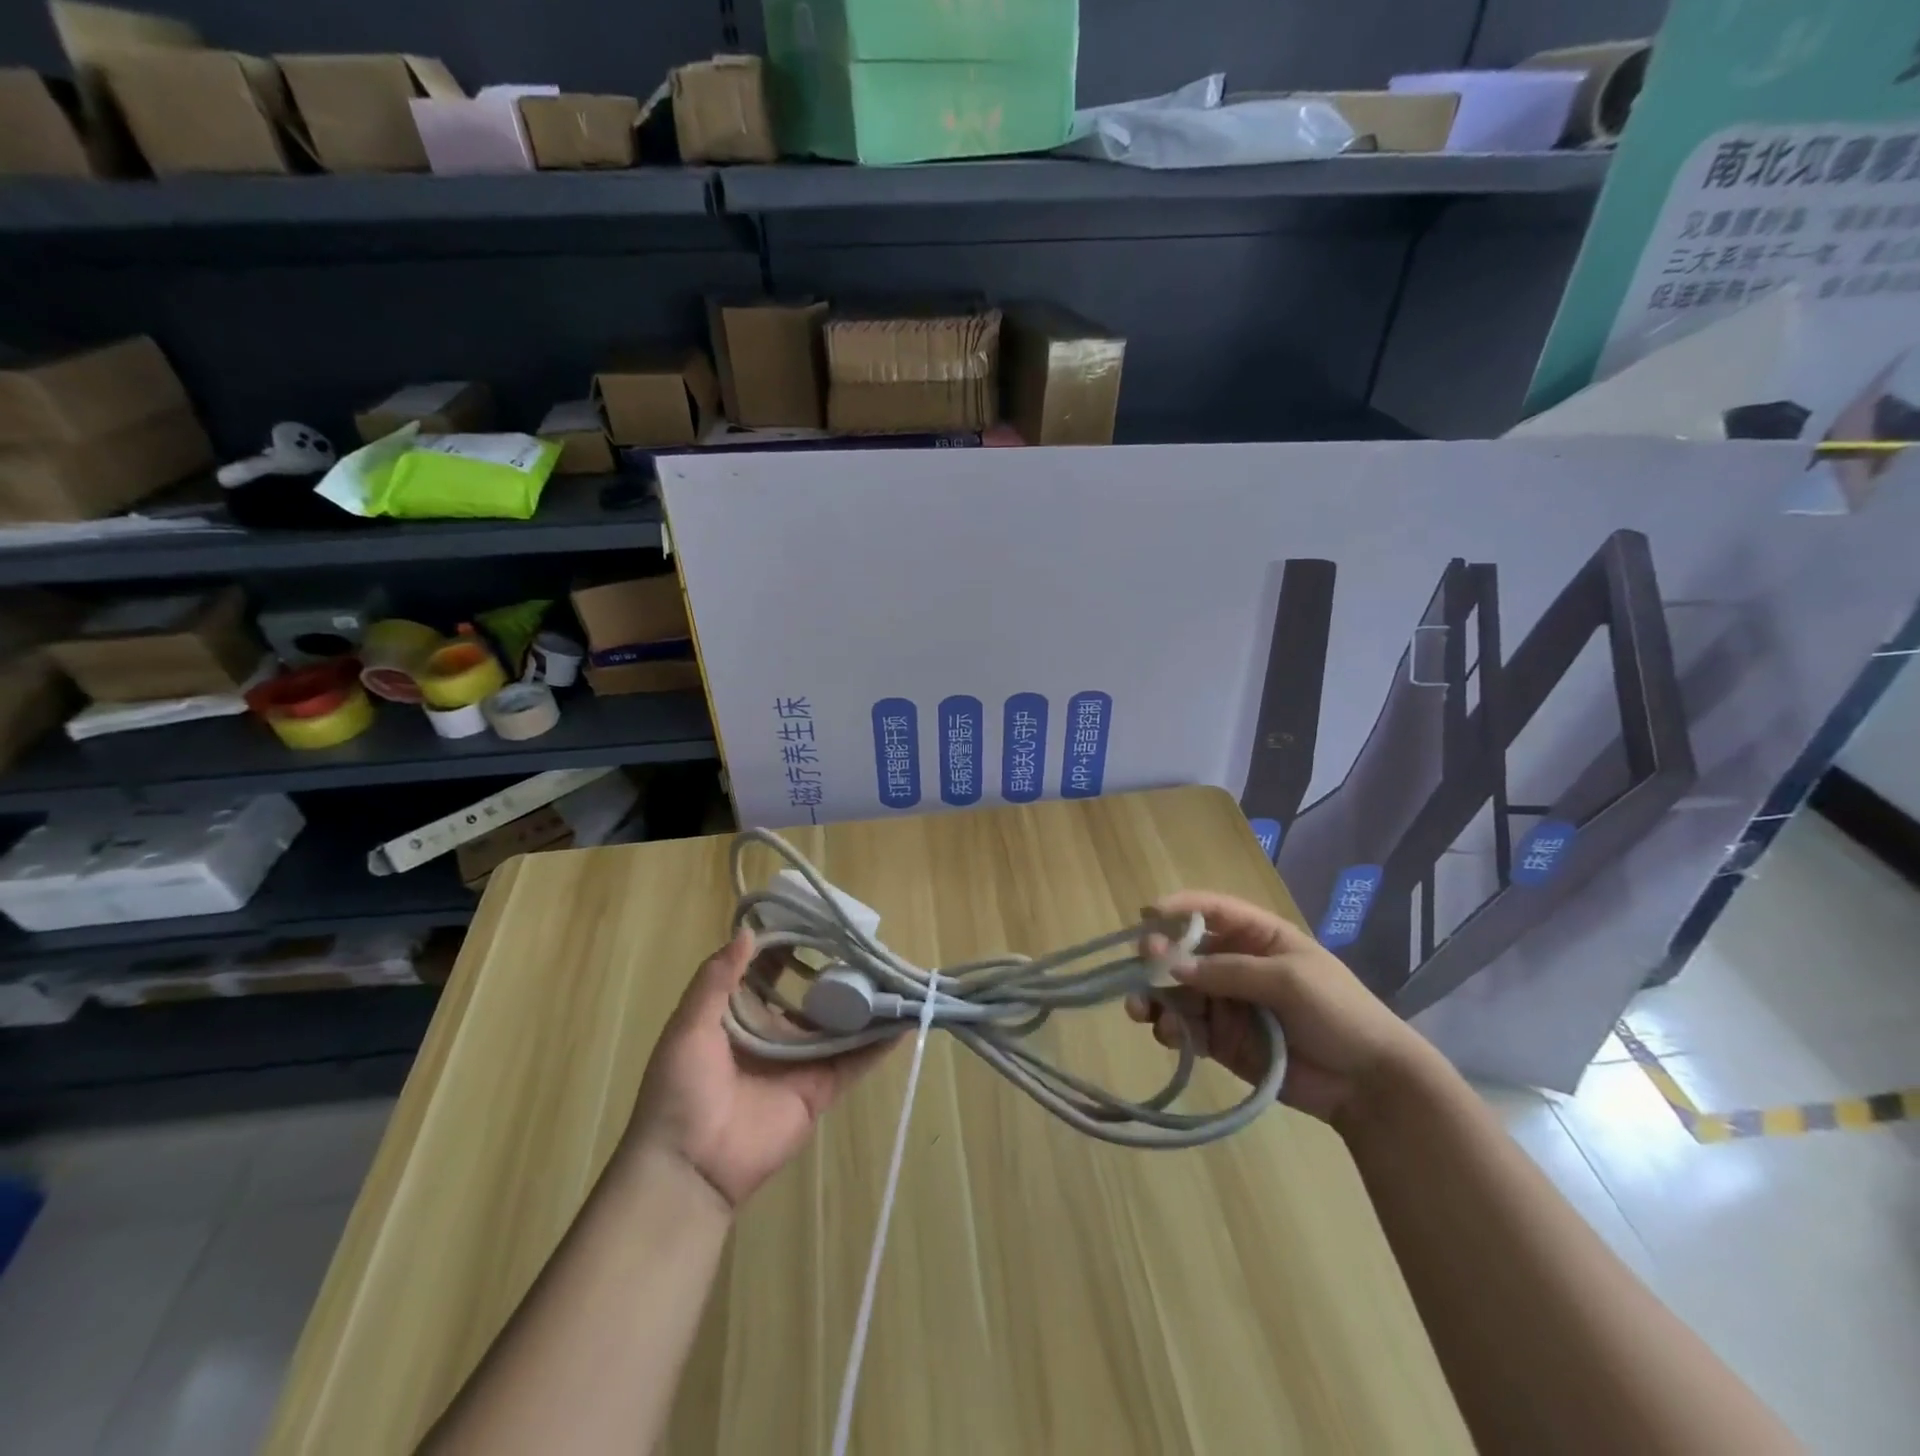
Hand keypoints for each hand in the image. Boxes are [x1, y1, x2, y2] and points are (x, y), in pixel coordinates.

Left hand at [627, 929, 892, 1210]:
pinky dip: (879, 1046)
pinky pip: (854, 1063)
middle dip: (838, 972)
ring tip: (896, 976)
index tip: (819, 920)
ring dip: (865, 1004)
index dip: (792, 945)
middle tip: (869, 945)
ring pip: (839, 1026)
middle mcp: (774, 1032)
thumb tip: (747, 932)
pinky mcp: (819, 1090)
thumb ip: (716, 980)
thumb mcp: (688, 1027)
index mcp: (739, 1014)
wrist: (688, 1167)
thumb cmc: (681, 1090)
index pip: (771, 969)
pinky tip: (904, 1022)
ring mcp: (800, 1061)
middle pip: (813, 995)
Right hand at [1128, 892, 1429, 1126]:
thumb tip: (1172, 966)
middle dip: (1157, 956)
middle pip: (1184, 951)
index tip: (1147, 914)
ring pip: (1176, 990)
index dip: (1179, 908)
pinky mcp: (1221, 1040)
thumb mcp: (1289, 980)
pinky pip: (1185, 1027)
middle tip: (1141, 968)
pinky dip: (1169, 1028)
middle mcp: (1235, 964)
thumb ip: (1230, 971)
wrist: (1368, 1084)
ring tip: (1140, 1009)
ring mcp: (1226, 1003)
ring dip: (1154, 995)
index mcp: (1258, 937)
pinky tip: (1168, 1035)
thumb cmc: (1338, 1013)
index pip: (1211, 911)